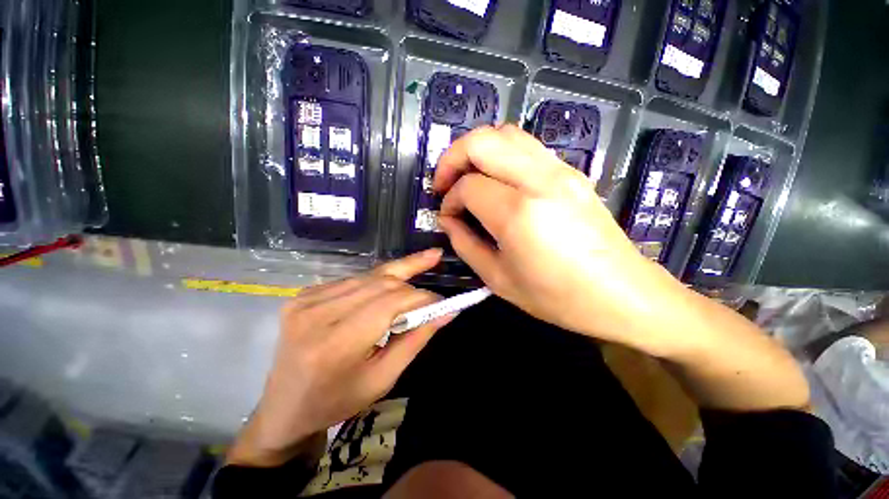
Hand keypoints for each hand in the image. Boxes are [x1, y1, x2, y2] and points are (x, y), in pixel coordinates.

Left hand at [227, 249, 452, 466]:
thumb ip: (416, 340)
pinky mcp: (304, 293)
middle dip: (412, 287)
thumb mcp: (384, 378)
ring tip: (421, 272)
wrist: (285, 406)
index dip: (421, 298)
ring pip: (369, 276)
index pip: (390, 303)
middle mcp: (317, 314)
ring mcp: (306, 299)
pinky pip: (354, 279)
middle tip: (432, 294)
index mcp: (336, 344)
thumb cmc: (337, 401)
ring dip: (398, 278)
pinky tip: (389, 288)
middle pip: (381, 284)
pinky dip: (377, 281)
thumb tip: (447, 311)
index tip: (441, 302)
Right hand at [434, 125, 689, 355]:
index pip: (468, 186)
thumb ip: (465, 244)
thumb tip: (448, 220)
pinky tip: (496, 179)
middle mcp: (539, 180)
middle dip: (453, 158)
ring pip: (506, 134)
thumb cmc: (557, 297)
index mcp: (518, 213)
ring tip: (467, 176)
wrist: (622, 294)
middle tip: (445, 183)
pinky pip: (527, 146)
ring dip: (477, 150)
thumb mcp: (499, 279)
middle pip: (482, 141)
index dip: (450, 199)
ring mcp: (560, 170)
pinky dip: (501, 153)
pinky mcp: (572, 172)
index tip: (448, 216)